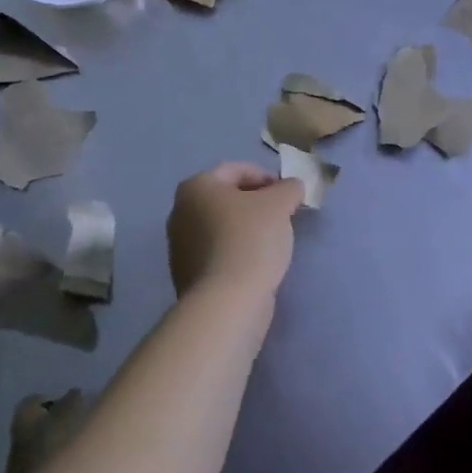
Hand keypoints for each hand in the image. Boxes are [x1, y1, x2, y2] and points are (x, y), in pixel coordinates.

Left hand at [166, 162, 303, 301]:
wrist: (226, 303)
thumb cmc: (250, 240)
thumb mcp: (280, 203)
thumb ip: (289, 188)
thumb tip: (291, 187)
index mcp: (196, 187)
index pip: (236, 170)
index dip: (266, 177)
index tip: (288, 194)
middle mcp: (180, 212)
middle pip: (227, 198)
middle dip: (257, 203)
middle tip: (283, 216)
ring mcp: (180, 246)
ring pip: (222, 226)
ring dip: (247, 228)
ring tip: (273, 242)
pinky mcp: (187, 275)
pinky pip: (218, 252)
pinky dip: (237, 251)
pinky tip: (257, 264)